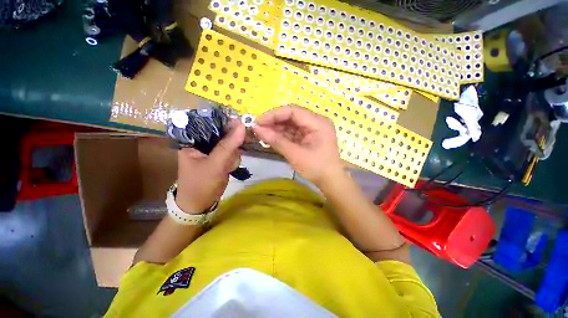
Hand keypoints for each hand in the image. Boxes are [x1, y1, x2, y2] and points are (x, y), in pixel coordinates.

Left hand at [176, 120, 244, 213]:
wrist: (200, 205)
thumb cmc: (200, 185)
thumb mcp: (214, 164)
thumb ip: (228, 145)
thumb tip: (242, 126)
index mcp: (192, 140)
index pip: (210, 123)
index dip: (226, 123)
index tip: (241, 126)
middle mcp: (202, 143)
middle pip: (223, 133)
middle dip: (232, 145)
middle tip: (235, 152)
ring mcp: (212, 151)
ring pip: (230, 144)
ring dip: (233, 155)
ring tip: (228, 166)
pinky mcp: (220, 158)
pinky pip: (232, 153)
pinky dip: (234, 160)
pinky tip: (229, 168)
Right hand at [254, 105, 343, 185]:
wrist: (329, 181)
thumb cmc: (316, 168)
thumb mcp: (295, 155)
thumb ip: (276, 141)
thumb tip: (257, 129)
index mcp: (318, 123)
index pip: (293, 111)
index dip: (274, 114)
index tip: (258, 122)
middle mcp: (316, 122)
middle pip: (291, 116)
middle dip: (274, 122)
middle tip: (258, 128)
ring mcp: (312, 129)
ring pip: (291, 124)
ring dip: (276, 128)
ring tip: (261, 134)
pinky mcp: (308, 136)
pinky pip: (293, 132)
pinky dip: (282, 135)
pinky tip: (271, 138)